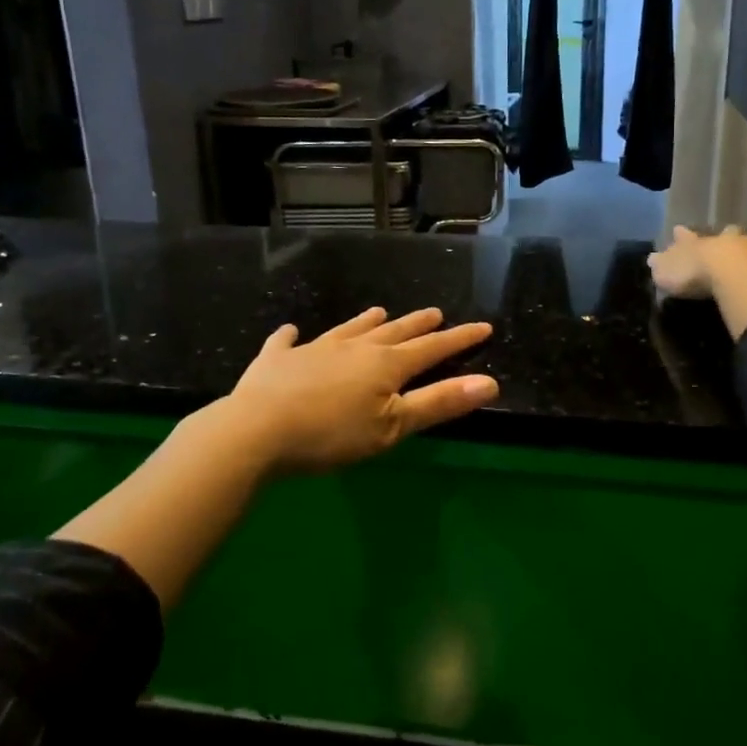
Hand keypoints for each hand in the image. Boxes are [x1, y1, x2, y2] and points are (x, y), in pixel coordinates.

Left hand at [227, 306, 498, 474]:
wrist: (257, 429)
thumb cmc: (332, 434)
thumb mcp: (393, 426)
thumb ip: (440, 403)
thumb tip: (490, 383)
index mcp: (385, 365)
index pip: (432, 348)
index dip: (459, 339)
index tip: (482, 326)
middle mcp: (354, 348)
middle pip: (394, 333)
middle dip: (418, 324)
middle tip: (435, 312)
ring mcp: (313, 350)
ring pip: (348, 329)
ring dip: (366, 322)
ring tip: (380, 311)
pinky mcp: (276, 360)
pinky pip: (286, 342)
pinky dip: (290, 336)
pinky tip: (291, 331)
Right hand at [648, 227, 746, 337]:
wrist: (740, 276)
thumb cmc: (699, 275)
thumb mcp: (669, 272)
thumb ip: (662, 265)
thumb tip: (651, 258)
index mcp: (704, 244)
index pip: (690, 238)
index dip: (684, 237)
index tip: (679, 231)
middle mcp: (734, 240)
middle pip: (729, 235)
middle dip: (727, 237)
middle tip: (727, 236)